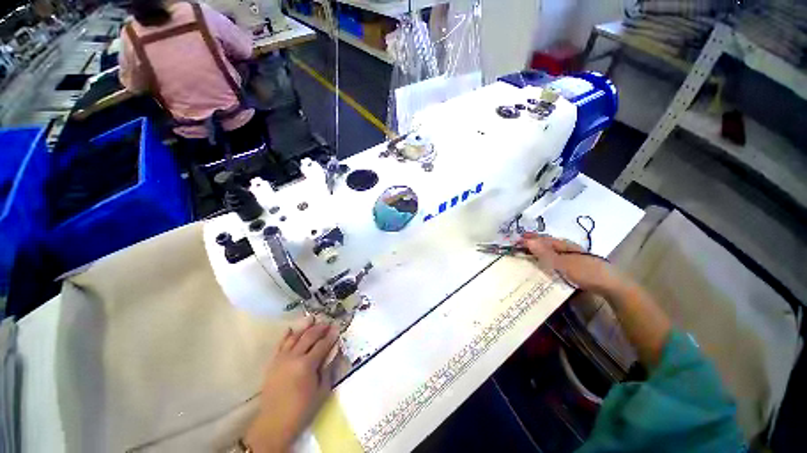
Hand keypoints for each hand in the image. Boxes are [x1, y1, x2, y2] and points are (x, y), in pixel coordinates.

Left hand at [245, 318, 340, 452]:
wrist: (275, 422)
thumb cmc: (302, 409)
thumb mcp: (322, 391)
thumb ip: (328, 369)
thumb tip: (333, 352)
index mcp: (307, 365)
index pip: (322, 344)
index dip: (331, 335)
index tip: (337, 328)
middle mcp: (294, 357)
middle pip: (309, 336)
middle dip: (320, 328)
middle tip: (328, 323)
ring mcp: (281, 358)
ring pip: (295, 337)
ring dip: (305, 327)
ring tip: (312, 319)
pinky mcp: (273, 362)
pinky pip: (280, 344)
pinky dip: (286, 335)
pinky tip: (291, 328)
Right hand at [518, 233, 625, 295]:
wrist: (611, 285)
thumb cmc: (585, 272)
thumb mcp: (562, 263)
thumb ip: (544, 253)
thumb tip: (527, 241)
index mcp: (563, 245)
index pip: (542, 239)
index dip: (529, 239)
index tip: (516, 240)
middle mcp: (567, 247)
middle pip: (547, 242)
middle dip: (534, 242)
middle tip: (520, 243)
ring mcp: (572, 255)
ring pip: (552, 249)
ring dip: (540, 249)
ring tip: (530, 250)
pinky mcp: (576, 264)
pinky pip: (557, 257)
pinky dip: (548, 256)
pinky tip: (547, 261)